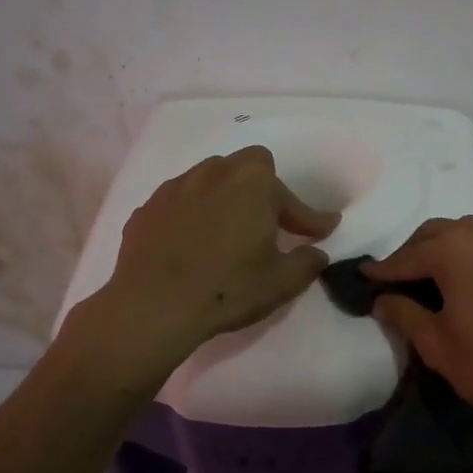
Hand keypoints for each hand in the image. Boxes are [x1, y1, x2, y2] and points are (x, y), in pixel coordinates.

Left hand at [95, 147, 338, 366]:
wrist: (152, 306)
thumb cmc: (227, 288)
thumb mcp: (281, 282)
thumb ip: (307, 262)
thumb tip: (316, 252)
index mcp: (254, 184)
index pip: (293, 201)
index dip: (311, 219)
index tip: (324, 229)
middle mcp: (216, 173)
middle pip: (249, 166)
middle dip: (264, 188)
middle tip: (268, 221)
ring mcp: (177, 187)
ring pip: (210, 177)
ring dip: (226, 196)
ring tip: (228, 228)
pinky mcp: (148, 208)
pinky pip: (181, 201)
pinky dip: (192, 214)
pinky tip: (191, 242)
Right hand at [363, 217, 472, 453]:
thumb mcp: (437, 346)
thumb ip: (404, 314)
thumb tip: (383, 299)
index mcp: (458, 250)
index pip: (410, 255)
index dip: (385, 268)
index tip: (367, 276)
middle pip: (442, 232)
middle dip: (418, 250)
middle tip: (403, 276)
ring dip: (453, 248)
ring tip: (444, 277)